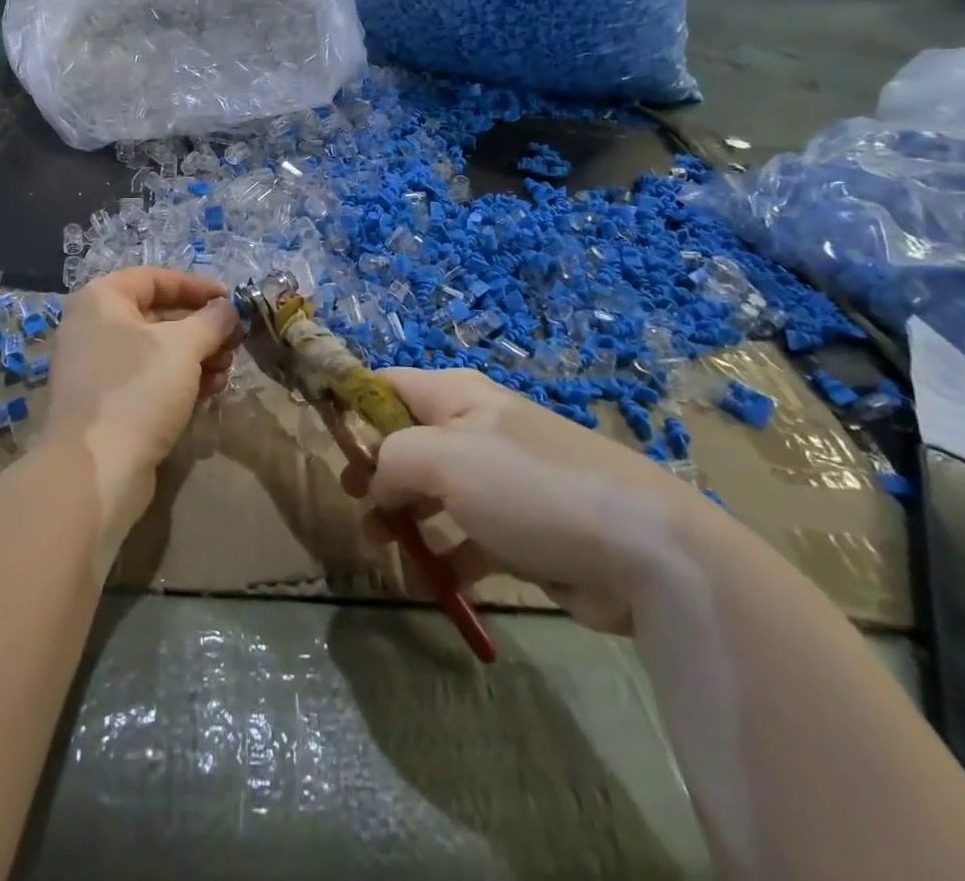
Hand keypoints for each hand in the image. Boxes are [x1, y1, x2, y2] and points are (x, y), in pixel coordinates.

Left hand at [44, 267, 240, 524]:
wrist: (96, 469)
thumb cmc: (138, 389)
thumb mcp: (184, 346)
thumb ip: (212, 320)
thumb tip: (228, 308)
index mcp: (101, 300)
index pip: (155, 278)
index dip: (197, 286)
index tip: (231, 301)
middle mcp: (94, 328)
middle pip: (158, 315)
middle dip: (202, 328)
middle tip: (235, 341)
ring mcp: (97, 368)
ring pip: (157, 351)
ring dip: (197, 356)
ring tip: (227, 371)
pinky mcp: (107, 404)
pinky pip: (149, 380)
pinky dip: (180, 380)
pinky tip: (211, 391)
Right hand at [346, 368, 730, 633]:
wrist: (640, 549)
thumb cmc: (528, 486)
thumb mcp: (444, 458)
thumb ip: (392, 459)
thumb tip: (377, 480)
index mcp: (456, 395)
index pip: (388, 384)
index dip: (353, 404)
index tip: (325, 438)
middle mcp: (474, 428)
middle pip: (405, 440)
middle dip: (375, 471)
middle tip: (355, 504)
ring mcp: (498, 480)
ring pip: (432, 491)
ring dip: (403, 517)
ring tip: (383, 546)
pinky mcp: (519, 528)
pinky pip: (465, 536)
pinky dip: (443, 555)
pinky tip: (431, 581)